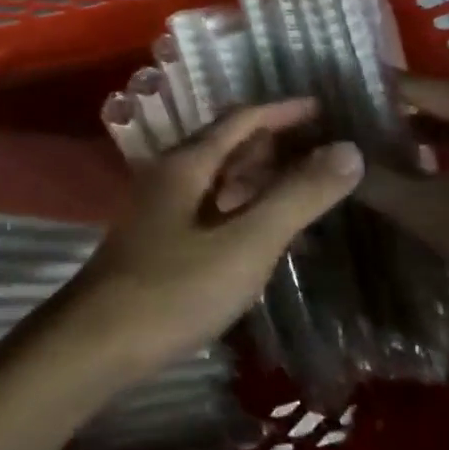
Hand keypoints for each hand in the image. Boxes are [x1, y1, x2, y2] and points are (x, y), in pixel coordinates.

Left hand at [52, 99, 365, 380]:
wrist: (99, 340)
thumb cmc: (175, 287)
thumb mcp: (246, 242)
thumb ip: (297, 197)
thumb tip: (348, 149)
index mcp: (187, 163)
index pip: (240, 120)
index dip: (282, 111)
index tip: (323, 109)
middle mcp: (171, 176)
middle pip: (227, 146)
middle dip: (274, 144)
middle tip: (324, 151)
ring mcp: (162, 210)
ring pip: (219, 181)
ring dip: (260, 180)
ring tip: (307, 188)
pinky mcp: (161, 242)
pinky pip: (212, 212)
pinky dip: (244, 213)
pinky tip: (269, 236)